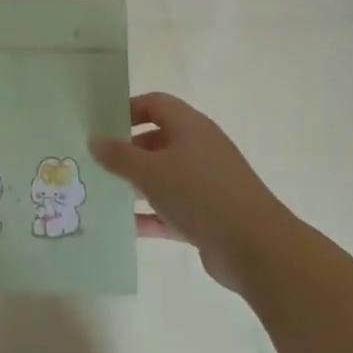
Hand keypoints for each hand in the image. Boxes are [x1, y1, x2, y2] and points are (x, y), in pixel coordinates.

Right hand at [91, 92, 277, 285]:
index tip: (100, 125)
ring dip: (136, 184)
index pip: (155, 104)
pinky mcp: (208, 215)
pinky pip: (171, 208)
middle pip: (157, 140)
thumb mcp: (151, 172)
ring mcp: (206, 183)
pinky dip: (151, 215)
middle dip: (127, 150)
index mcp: (190, 127)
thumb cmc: (200, 195)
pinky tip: (126, 226)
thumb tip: (95, 141)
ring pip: (164, 176)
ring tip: (103, 192)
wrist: (256, 248)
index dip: (127, 109)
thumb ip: (119, 156)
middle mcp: (200, 149)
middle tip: (95, 162)